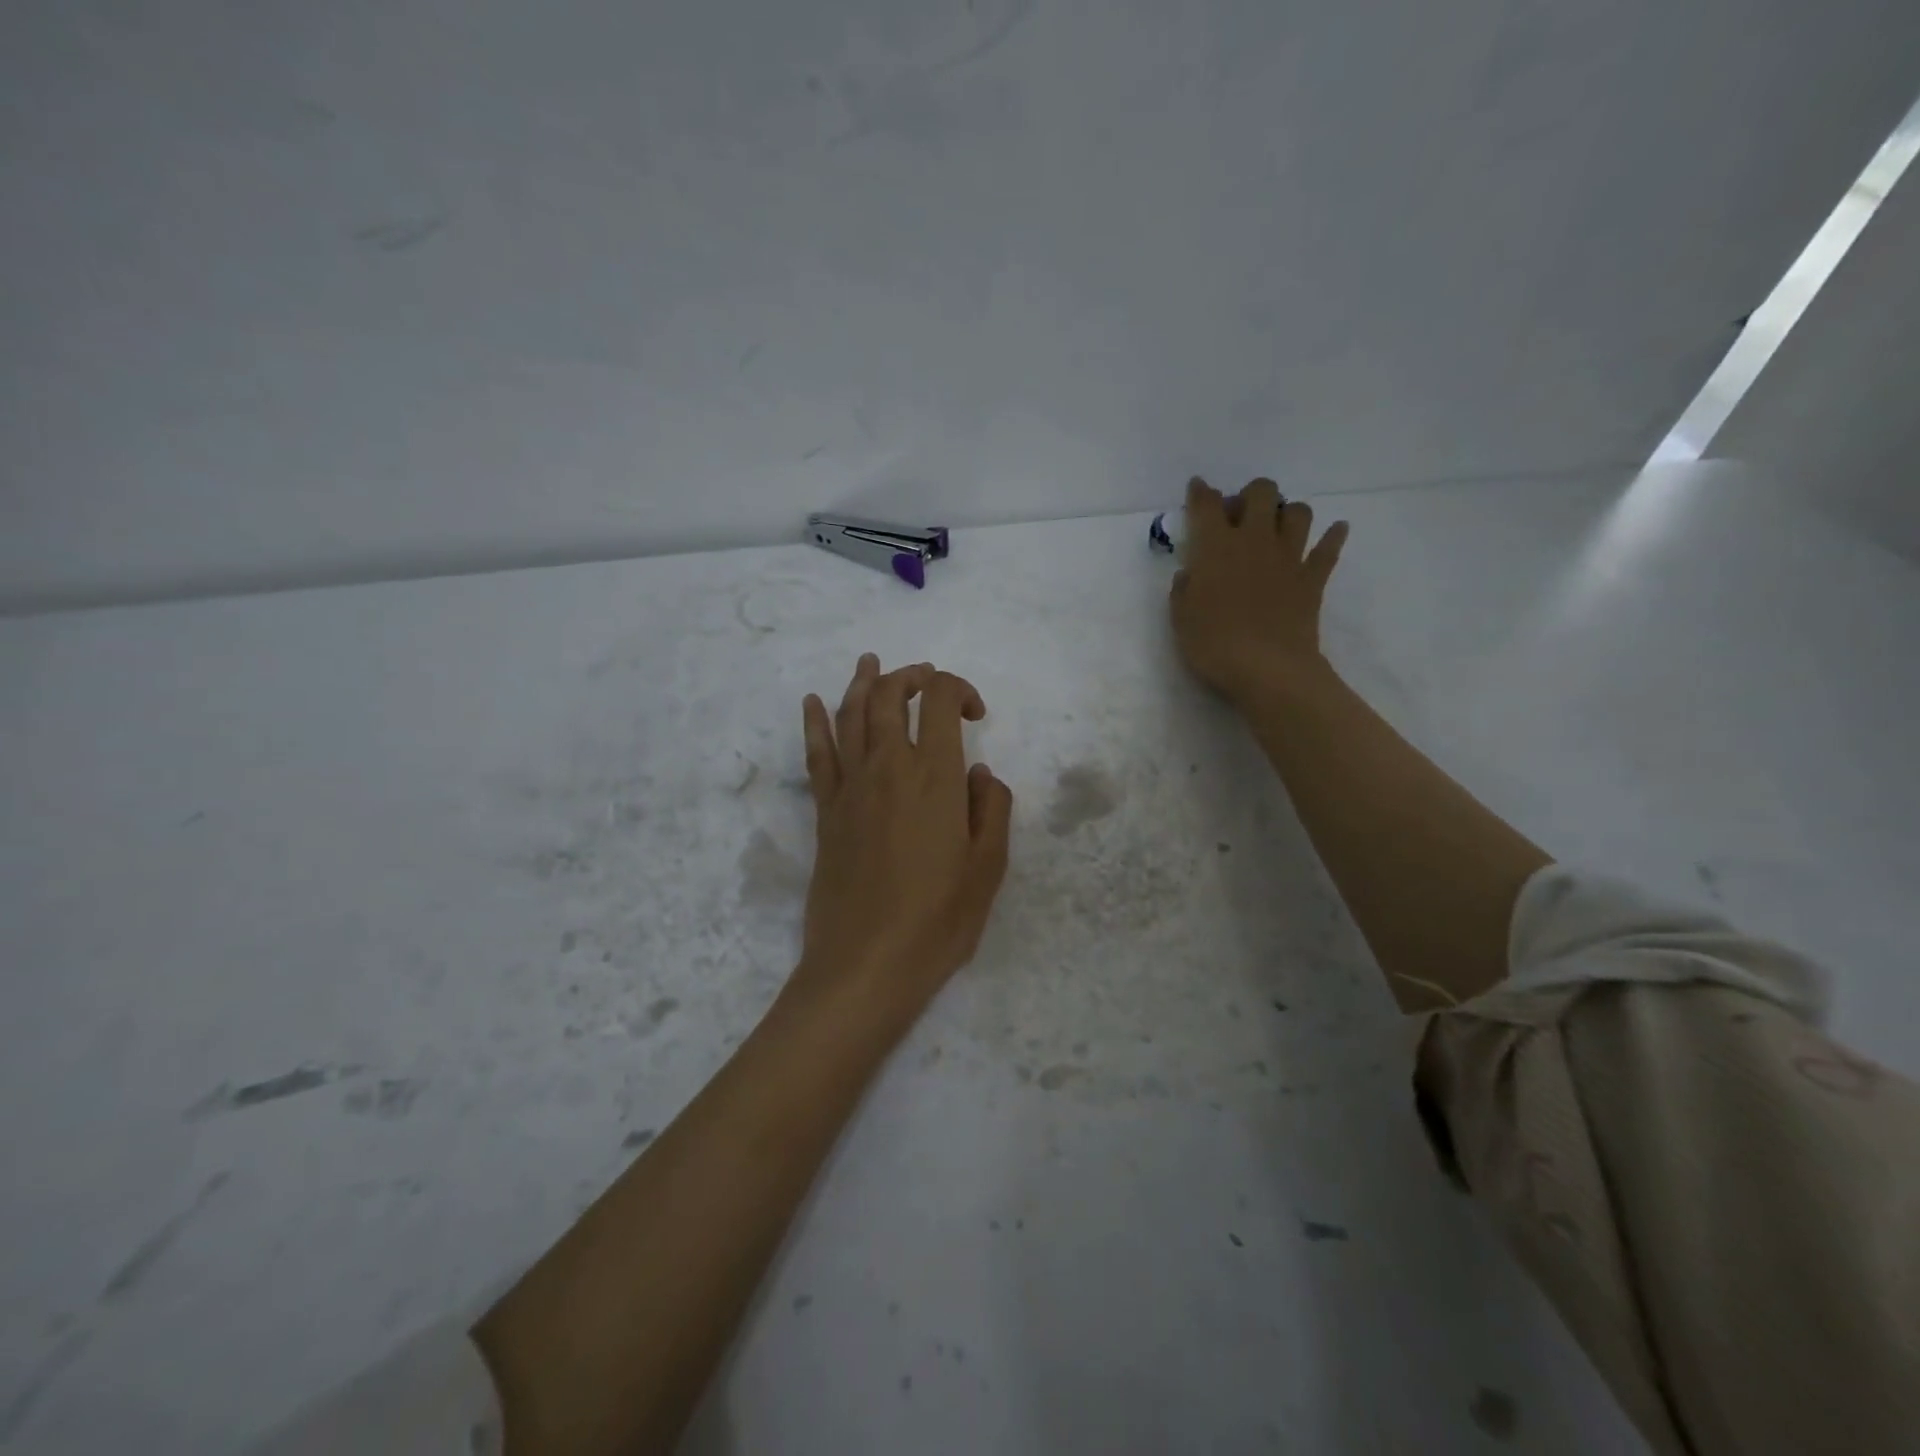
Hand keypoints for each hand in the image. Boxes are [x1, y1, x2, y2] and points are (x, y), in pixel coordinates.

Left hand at [788, 654, 1013, 1030]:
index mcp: (934, 777)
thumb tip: (978, 773)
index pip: (939, 700)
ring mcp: (850, 787)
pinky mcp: (825, 812)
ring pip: (850, 714)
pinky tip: (810, 702)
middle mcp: (888, 767)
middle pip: (890, 696)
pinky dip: (813, 723)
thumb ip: (991, 808)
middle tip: (928, 680)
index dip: (958, 689)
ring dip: (863, 683)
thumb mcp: (988, 867)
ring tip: (871, 663)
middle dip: (910, 676)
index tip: (975, 715)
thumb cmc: (938, 920)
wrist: (866, 965)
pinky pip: (816, 755)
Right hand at [1170, 476, 1348, 706]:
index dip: (1200, 493)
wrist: (1268, 669)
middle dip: (1250, 495)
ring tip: (1277, 528)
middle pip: (1261, 493)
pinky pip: (1329, 549)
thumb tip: (1189, 573)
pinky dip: (1333, 537)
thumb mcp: (1181, 619)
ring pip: (1298, 512)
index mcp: (1215, 547)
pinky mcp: (1313, 578)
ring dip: (1287, 513)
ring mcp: (1289, 557)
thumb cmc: (1214, 644)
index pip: (1206, 505)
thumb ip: (1183, 590)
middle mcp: (1254, 540)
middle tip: (1240, 516)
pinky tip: (1336, 531)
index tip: (1197, 489)